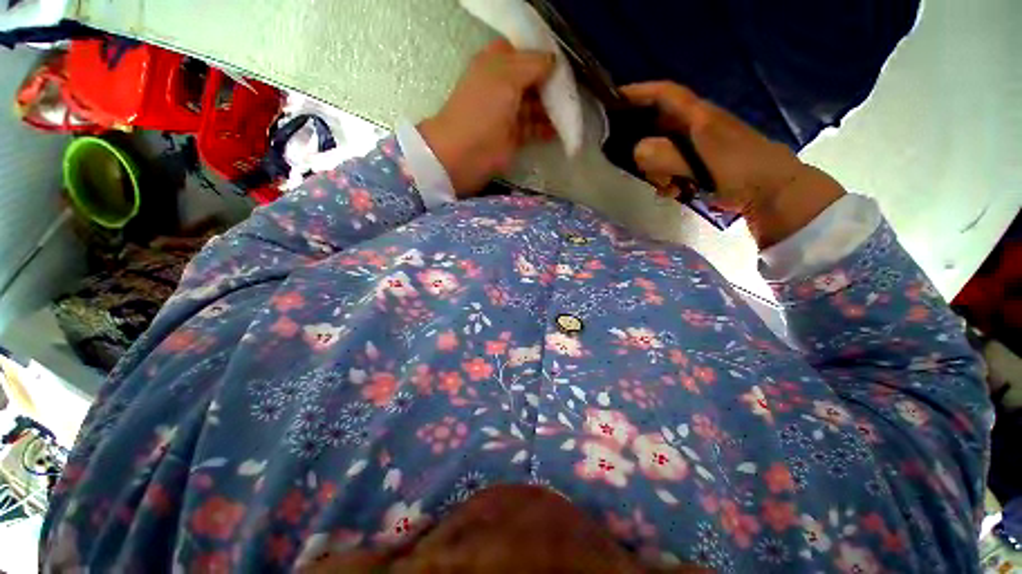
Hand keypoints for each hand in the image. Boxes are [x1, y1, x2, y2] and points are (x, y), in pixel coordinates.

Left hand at [419, 40, 556, 197]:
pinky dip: (546, 129)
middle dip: (551, 84)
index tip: (561, 63)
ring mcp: (508, 113)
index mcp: (495, 64)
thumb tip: (553, 61)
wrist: (466, 153)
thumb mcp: (507, 76)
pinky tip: (559, 130)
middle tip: (570, 90)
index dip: (541, 55)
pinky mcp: (513, 136)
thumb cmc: (483, 110)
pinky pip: (534, 128)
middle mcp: (502, 86)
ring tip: (569, 112)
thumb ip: (532, 65)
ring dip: (551, 108)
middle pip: (532, 80)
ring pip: (535, 105)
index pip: (522, 52)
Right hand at [621, 82, 845, 248]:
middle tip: (636, 167)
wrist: (773, 191)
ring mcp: (698, 144)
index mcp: (698, 115)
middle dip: (641, 146)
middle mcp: (695, 124)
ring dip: (655, 170)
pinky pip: (671, 166)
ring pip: (661, 150)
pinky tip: (674, 192)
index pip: (663, 94)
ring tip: (664, 186)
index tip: (613, 101)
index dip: (637, 93)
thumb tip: (636, 152)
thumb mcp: (701, 162)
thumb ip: (665, 156)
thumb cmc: (740, 171)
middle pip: (655, 125)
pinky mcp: (700, 162)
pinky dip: (666, 179)